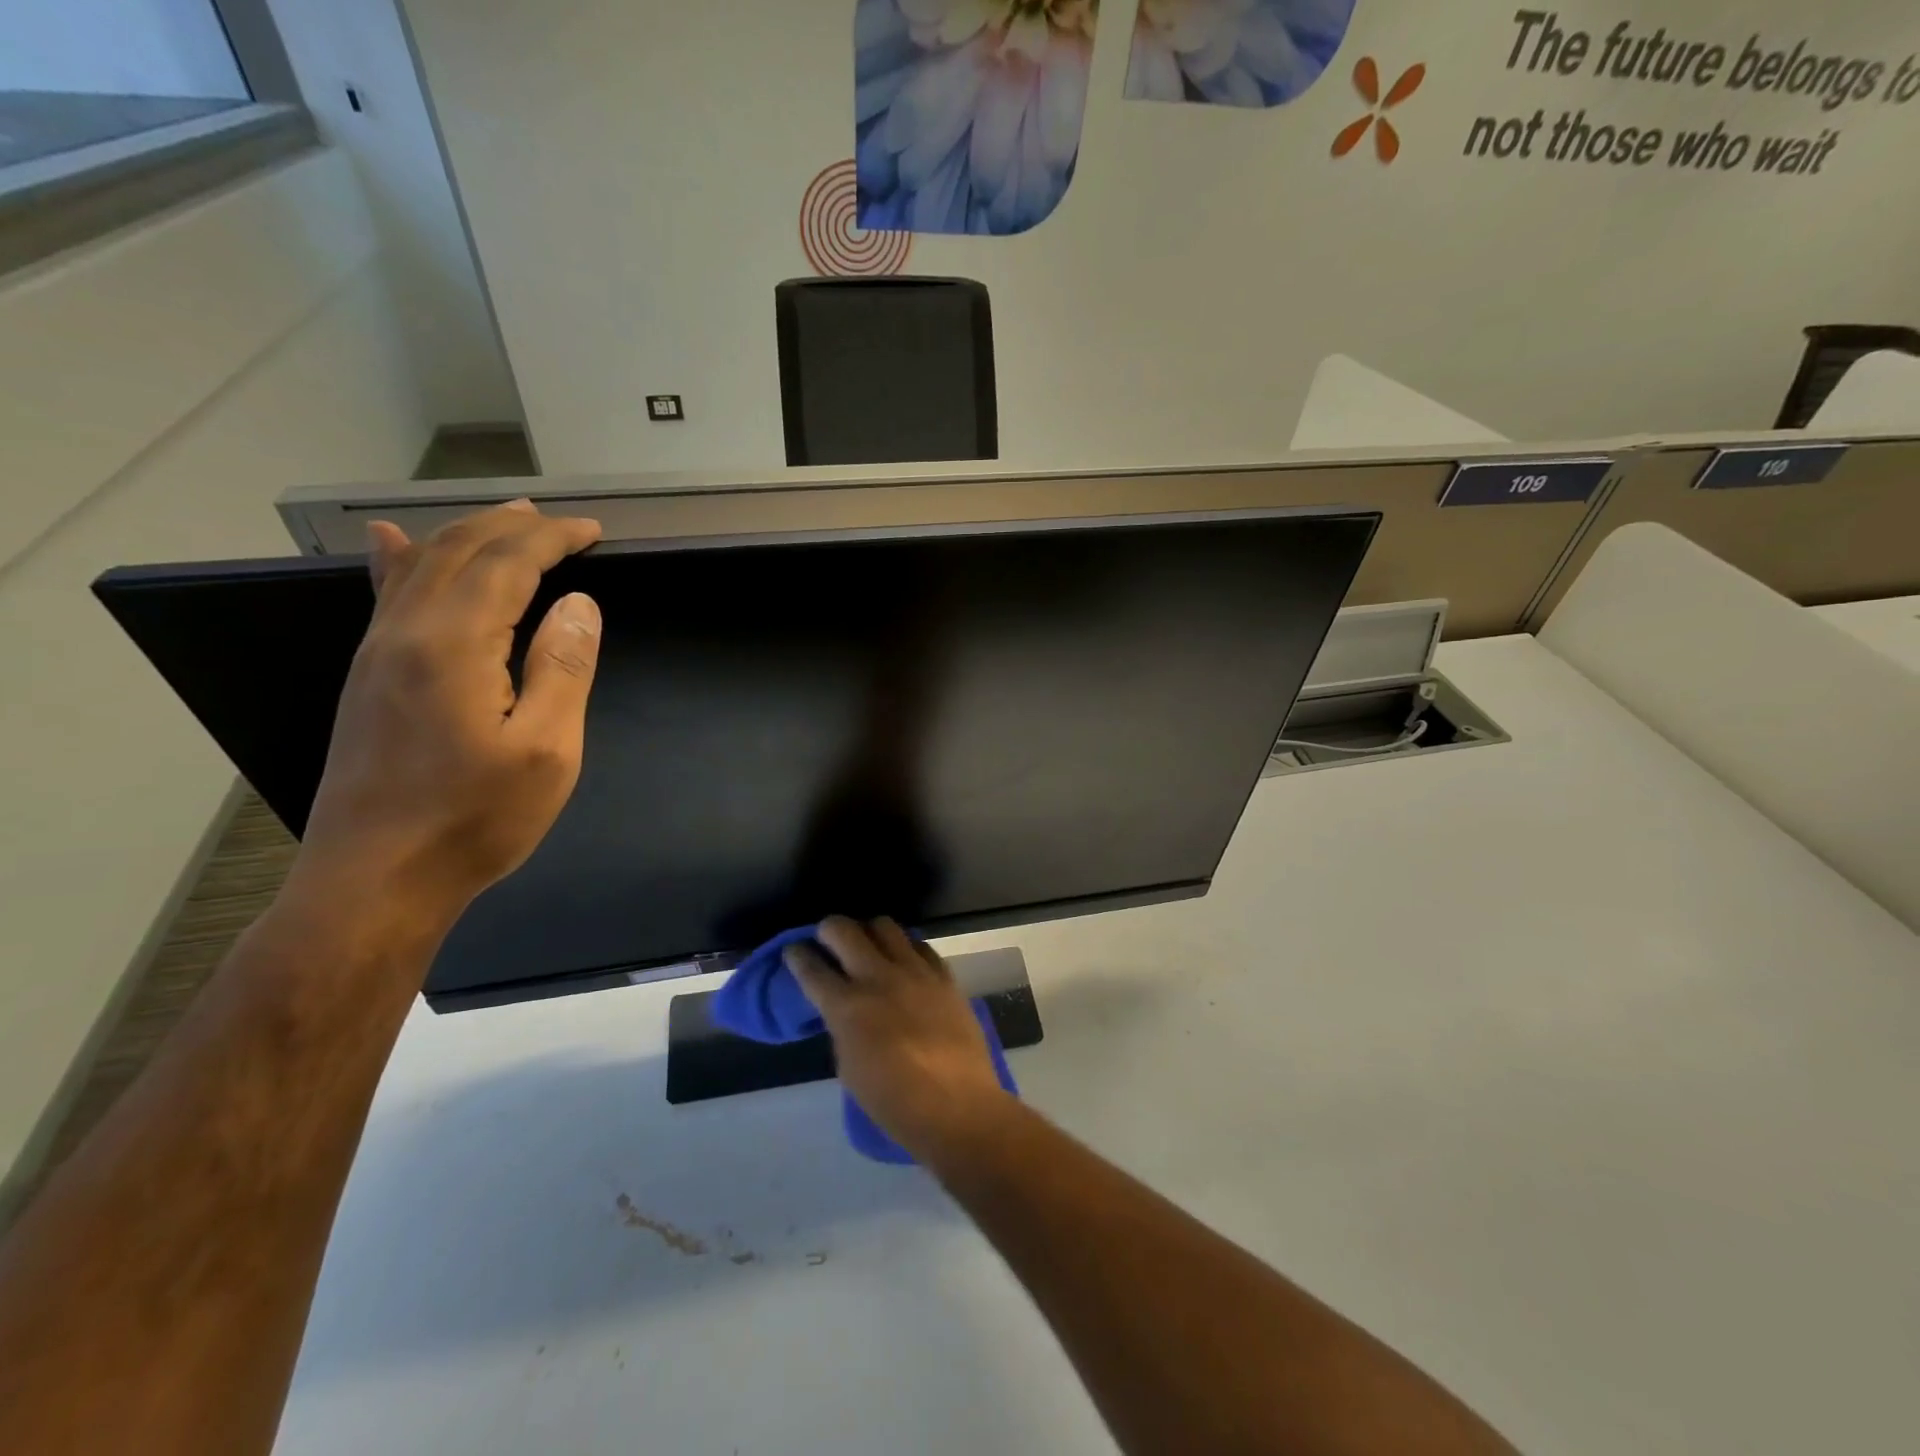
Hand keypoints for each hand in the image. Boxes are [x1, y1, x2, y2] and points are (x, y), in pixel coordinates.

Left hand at [295, 500, 603, 920]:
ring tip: (506, 518)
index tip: (593, 531)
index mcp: (454, 644)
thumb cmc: (476, 819)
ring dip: (468, 535)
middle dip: (513, 528)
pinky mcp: (367, 679)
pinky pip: (386, 597)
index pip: (506, 564)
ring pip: (420, 567)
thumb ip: (563, 669)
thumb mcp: (546, 750)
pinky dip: (401, 560)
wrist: (375, 879)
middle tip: (560, 522)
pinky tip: (389, 543)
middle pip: (459, 553)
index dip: (552, 539)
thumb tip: (578, 605)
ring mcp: (377, 654)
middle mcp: (405, 633)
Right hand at [785, 917, 1012, 1159]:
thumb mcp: (850, 1066)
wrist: (956, 1107)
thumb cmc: (894, 1102)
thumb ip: (843, 1026)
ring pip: (884, 926)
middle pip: (844, 930)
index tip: (793, 950)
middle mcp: (878, 978)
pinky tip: (905, 961)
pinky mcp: (943, 976)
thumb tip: (843, 1008)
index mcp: (847, 1007)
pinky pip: (920, 946)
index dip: (797, 956)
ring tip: (868, 945)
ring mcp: (914, 972)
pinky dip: (906, 948)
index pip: (812, 968)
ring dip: (869, 931)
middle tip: (827, 940)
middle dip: (828, 929)